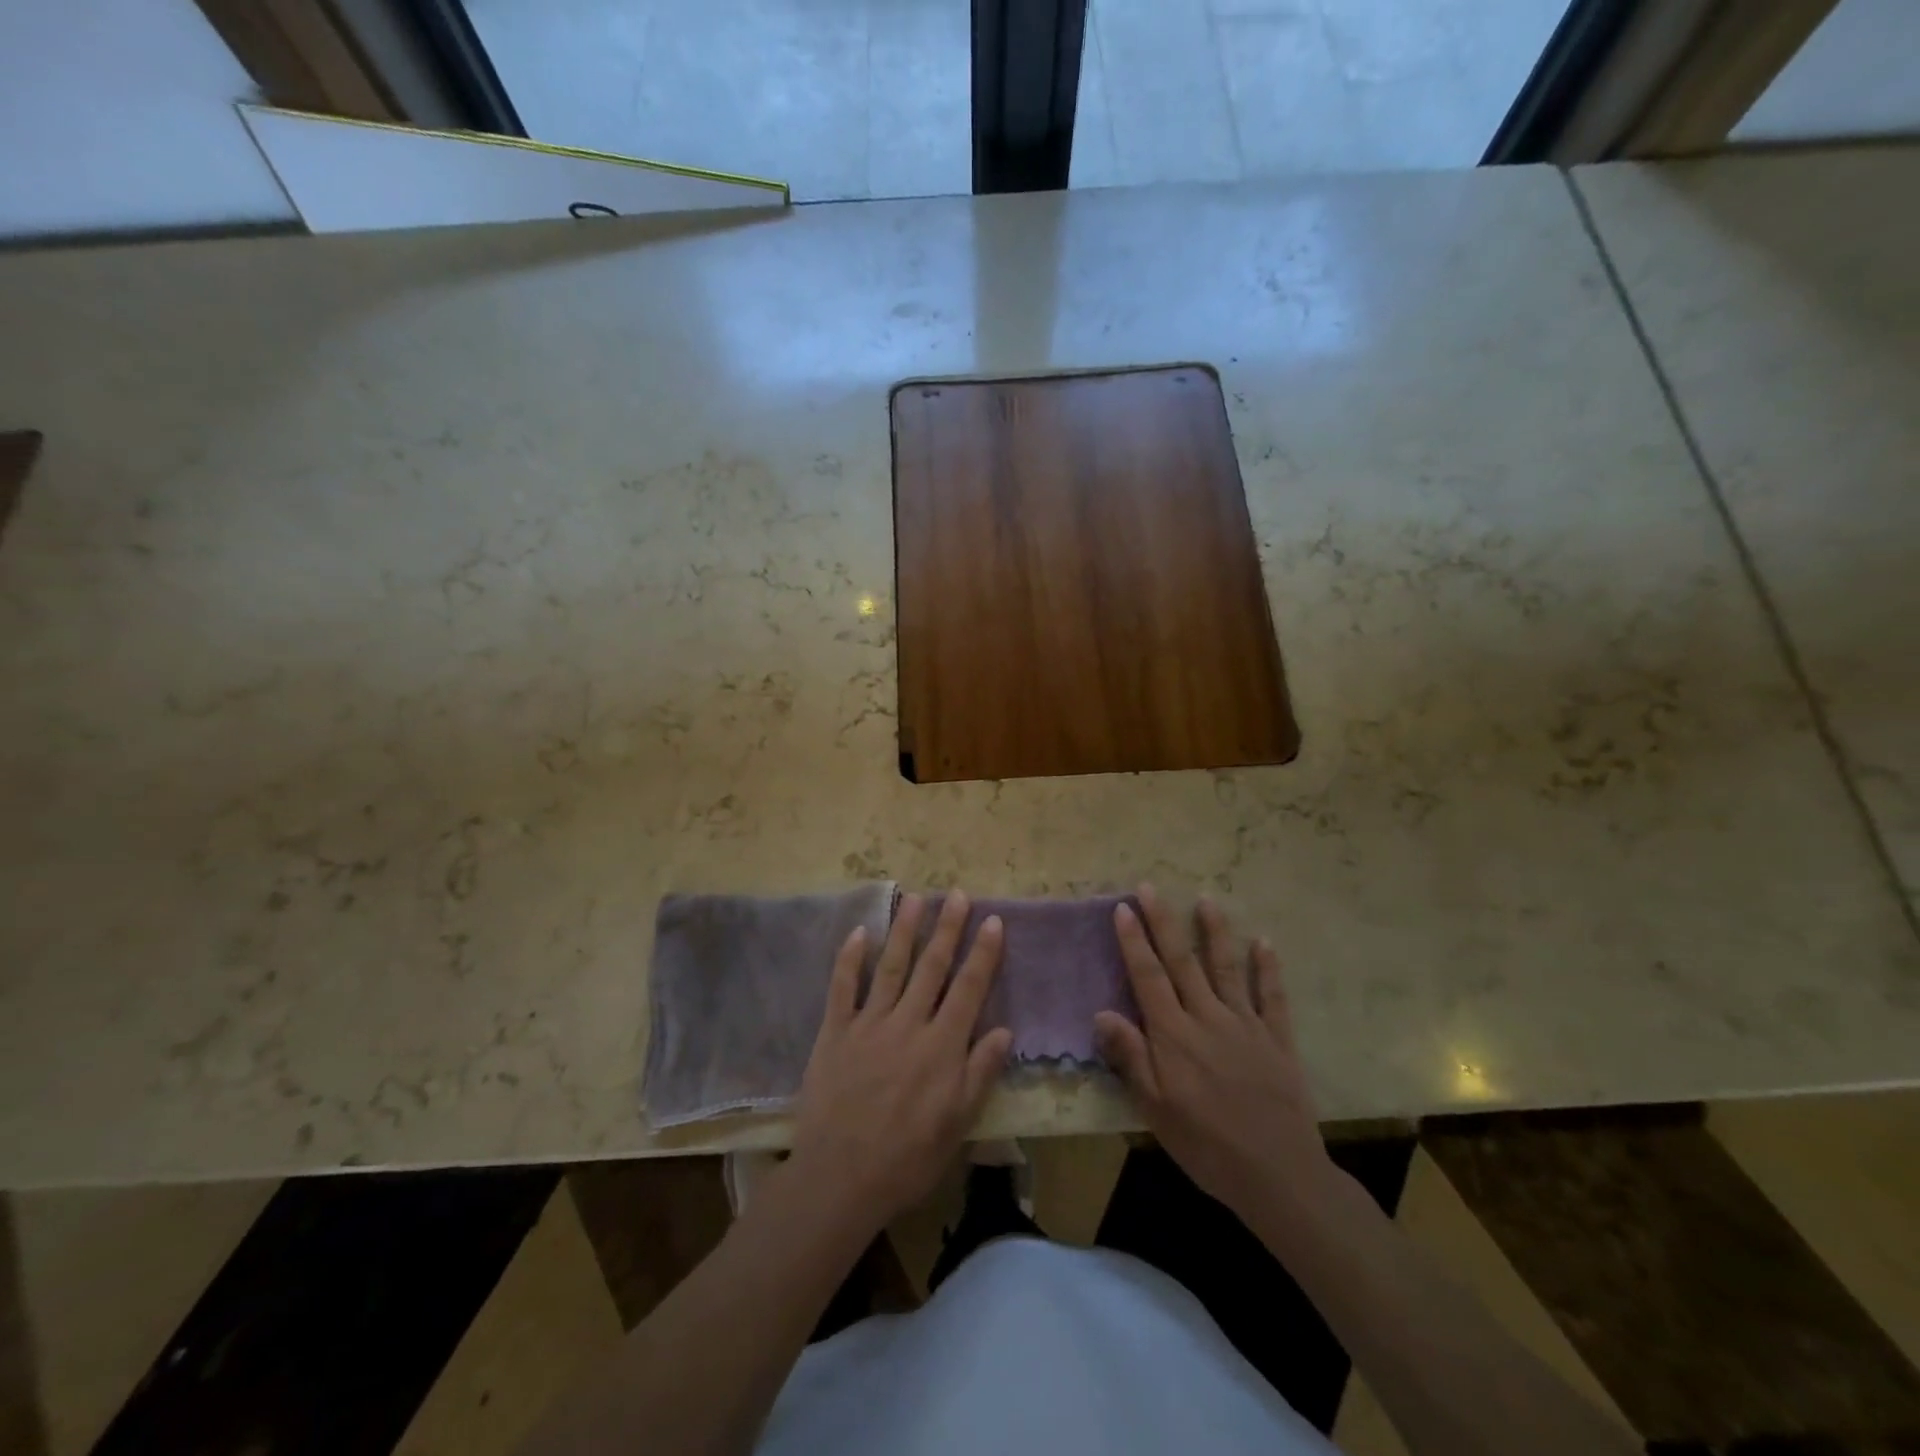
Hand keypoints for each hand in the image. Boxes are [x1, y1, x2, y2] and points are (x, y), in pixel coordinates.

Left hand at [788, 892, 1012, 1234]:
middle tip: (956, 894)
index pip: (969, 988)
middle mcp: (908, 1024)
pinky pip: (842, 988)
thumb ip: (980, 1073)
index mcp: (942, 1046)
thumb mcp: (958, 1125)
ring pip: (891, 967)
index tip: (993, 920)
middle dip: (947, 928)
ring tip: (915, 898)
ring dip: (905, 930)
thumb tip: (1005, 1030)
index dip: (983, 953)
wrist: (840, 1179)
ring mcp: (868, 1024)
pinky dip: (850, 958)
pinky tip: (860, 932)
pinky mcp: (835, 1033)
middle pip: (932, 967)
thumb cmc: (907, 1158)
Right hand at [1094, 885, 1334, 1221]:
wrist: (1278, 1175)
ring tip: (1206, 900)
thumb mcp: (1156, 1109)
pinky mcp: (1277, 1039)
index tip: (1124, 908)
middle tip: (1150, 887)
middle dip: (1164, 922)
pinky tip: (1264, 943)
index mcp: (1174, 1035)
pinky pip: (1273, 996)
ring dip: (1215, 932)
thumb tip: (1102, 1012)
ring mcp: (1246, 1025)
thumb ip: (1131, 1057)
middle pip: (1182, 961)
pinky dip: (1268, 968)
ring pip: (1226, 968)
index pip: (1148, 977)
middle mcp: (1208, 1018)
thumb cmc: (1206, 1145)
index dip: (1134, 941)